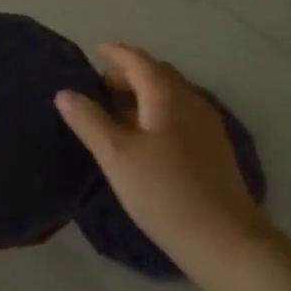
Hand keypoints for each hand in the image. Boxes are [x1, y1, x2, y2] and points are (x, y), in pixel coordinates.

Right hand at [55, 44, 275, 274]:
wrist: (225, 240)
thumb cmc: (165, 191)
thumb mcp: (116, 156)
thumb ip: (89, 121)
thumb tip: (65, 93)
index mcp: (167, 96)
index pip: (139, 61)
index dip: (116, 53)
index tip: (96, 50)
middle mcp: (191, 102)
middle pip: (158, 75)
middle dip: (130, 73)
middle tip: (101, 84)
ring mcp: (207, 126)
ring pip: (171, 96)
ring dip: (144, 94)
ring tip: (118, 111)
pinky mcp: (214, 150)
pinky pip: (180, 115)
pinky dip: (158, 113)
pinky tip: (146, 138)